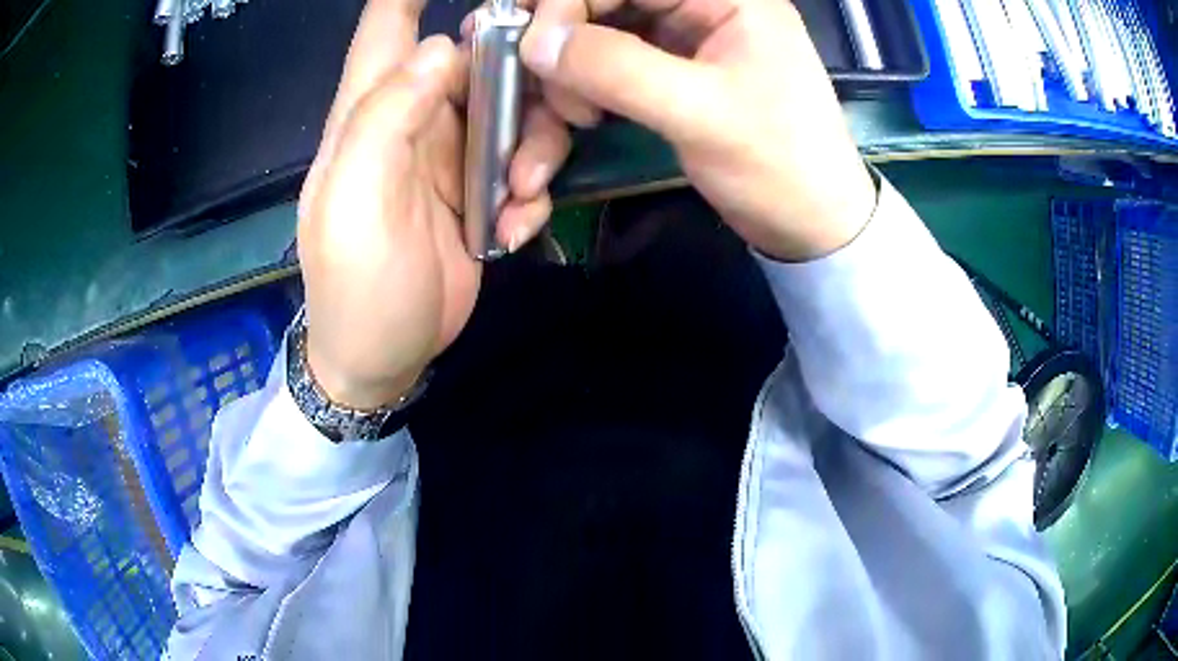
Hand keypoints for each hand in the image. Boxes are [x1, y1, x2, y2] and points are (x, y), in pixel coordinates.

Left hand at [297, 0, 570, 407]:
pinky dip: (529, 192)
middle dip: (518, 78)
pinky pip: (521, 164)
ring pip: (512, 111)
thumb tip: (442, 49)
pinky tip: (511, 230)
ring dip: (533, 146)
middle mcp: (412, 119)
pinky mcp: (477, 191)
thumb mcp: (356, 203)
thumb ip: (386, 118)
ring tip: (521, 197)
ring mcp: (449, 154)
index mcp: (368, 111)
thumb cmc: (356, 287)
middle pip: (477, 59)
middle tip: (542, 118)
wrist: (381, 360)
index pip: (387, 24)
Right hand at [518, 0, 876, 260]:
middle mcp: (703, 4)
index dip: (568, 4)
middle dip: (565, 39)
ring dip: (571, 68)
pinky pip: (612, 59)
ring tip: (575, 117)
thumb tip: (535, 42)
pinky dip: (586, 84)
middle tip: (549, 91)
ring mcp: (687, 35)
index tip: (534, 51)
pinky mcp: (674, 67)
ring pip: (601, 29)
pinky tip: (581, 113)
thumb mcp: (701, 114)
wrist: (813, 223)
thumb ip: (617, 69)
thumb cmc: (778, 166)